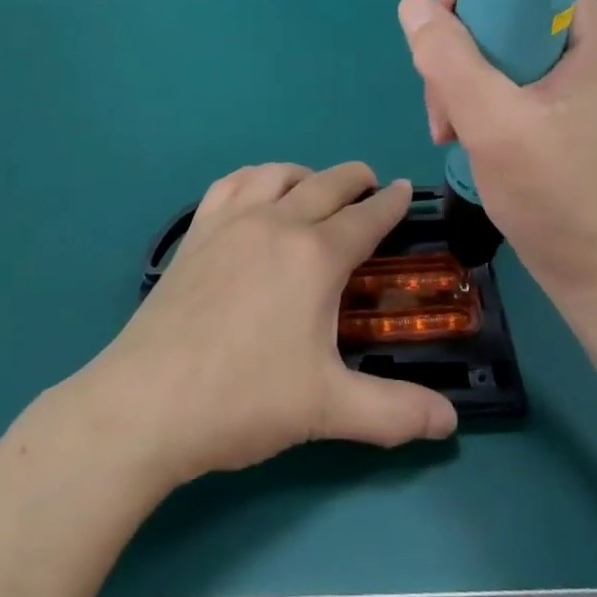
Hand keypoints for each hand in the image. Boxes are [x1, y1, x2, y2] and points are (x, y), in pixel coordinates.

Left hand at [82, 162, 457, 489]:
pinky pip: (232, 183)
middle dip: (355, 179)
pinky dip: (255, 177)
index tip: (404, 190)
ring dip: (306, 174)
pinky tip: (256, 193)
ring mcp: (232, 222)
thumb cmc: (244, 400)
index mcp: (316, 255)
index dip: (391, 202)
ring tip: (316, 188)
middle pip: (327, 183)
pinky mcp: (197, 232)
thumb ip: (394, 412)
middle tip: (371, 186)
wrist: (146, 403)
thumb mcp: (328, 410)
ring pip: (278, 174)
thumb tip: (450, 422)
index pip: (366, 217)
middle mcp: (278, 222)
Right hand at [398, 0, 596, 305]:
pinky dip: (470, 99)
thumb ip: (448, 58)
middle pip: (501, 13)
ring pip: (491, 47)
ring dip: (456, 81)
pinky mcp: (552, 103)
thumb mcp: (493, 121)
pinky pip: (498, 77)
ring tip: (445, 128)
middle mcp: (583, 44)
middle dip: (457, 51)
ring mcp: (567, 76)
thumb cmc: (554, 192)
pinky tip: (456, 132)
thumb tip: (410, 4)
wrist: (592, 272)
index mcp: (590, 33)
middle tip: (441, 101)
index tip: (441, 30)